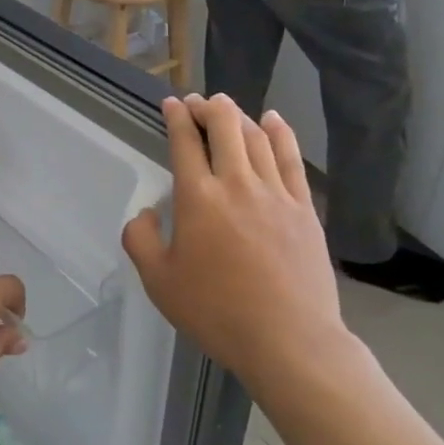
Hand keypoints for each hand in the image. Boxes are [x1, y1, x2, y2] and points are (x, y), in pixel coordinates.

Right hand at [123, 95, 350, 386]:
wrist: (289, 341)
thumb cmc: (216, 312)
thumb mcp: (158, 282)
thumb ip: (139, 240)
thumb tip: (145, 213)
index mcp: (198, 198)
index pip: (185, 142)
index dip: (177, 117)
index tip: (171, 104)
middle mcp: (236, 183)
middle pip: (224, 126)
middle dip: (207, 107)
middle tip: (197, 104)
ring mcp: (275, 193)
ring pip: (257, 137)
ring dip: (238, 115)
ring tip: (226, 107)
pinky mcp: (304, 208)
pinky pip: (291, 159)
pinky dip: (280, 133)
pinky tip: (273, 120)